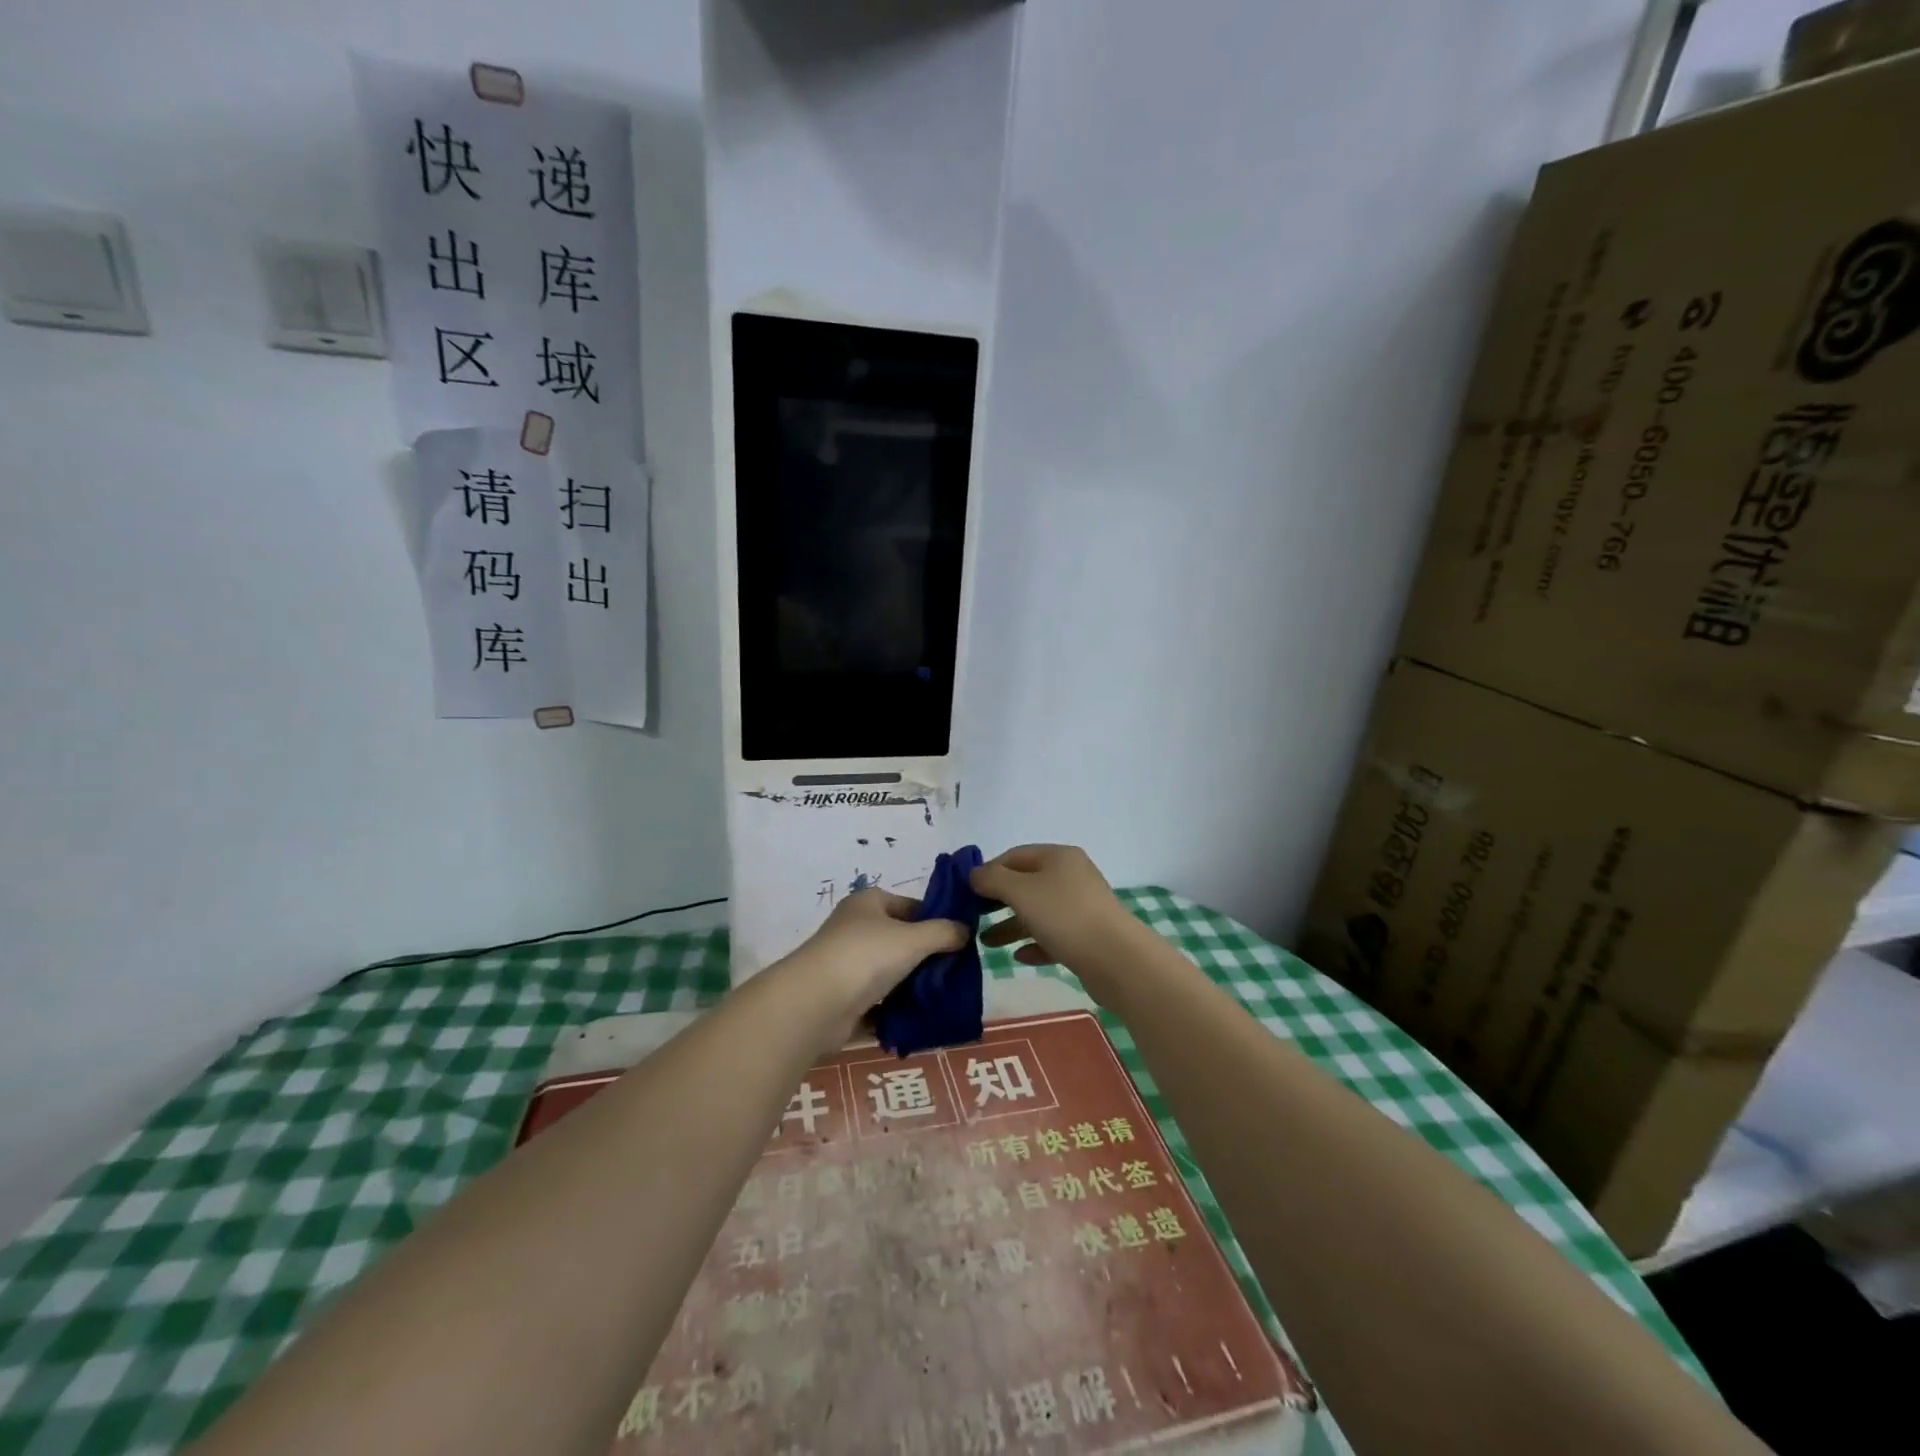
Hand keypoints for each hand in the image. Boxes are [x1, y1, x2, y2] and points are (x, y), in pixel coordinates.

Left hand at [782, 889, 968, 1041]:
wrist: (815, 1004)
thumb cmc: (866, 956)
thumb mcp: (914, 938)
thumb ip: (944, 932)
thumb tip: (965, 931)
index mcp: (868, 903)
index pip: (911, 906)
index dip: (936, 920)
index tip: (960, 941)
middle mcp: (855, 929)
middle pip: (900, 940)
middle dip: (927, 957)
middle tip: (956, 974)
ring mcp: (846, 965)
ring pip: (889, 973)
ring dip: (912, 986)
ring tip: (943, 999)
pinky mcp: (842, 999)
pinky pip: (877, 1003)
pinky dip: (895, 1011)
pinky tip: (920, 1020)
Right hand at [972, 845, 1134, 989]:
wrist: (1116, 959)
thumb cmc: (1064, 916)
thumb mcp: (1020, 891)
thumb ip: (992, 879)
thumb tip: (974, 874)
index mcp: (1058, 857)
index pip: (1015, 855)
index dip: (988, 871)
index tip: (966, 892)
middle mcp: (1072, 876)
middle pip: (1026, 884)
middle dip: (998, 900)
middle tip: (973, 916)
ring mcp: (1081, 907)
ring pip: (1038, 912)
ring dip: (1011, 925)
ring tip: (987, 943)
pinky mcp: (1087, 937)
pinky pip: (1053, 936)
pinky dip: (1034, 943)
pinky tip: (1019, 957)